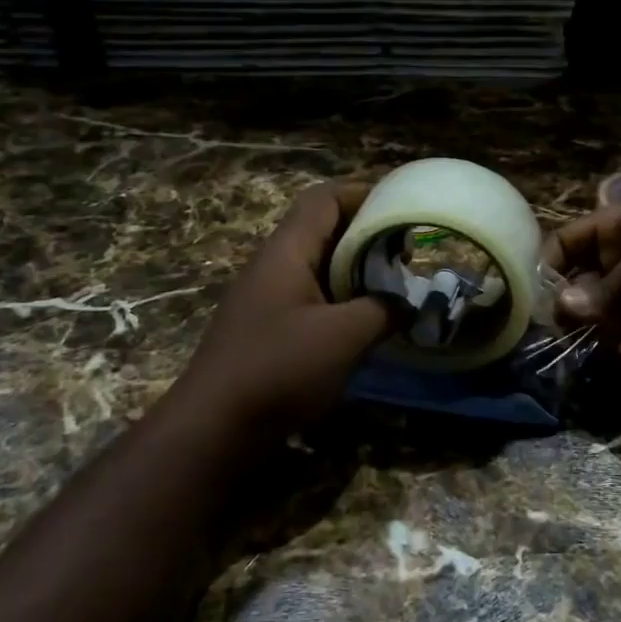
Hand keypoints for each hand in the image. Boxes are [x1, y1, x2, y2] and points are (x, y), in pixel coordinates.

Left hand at [171, 182, 395, 434]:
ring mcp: (270, 298)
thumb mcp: (343, 336)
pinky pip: (315, 297)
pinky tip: (367, 324)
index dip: (364, 193)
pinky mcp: (271, 328)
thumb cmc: (278, 369)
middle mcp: (275, 265)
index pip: (325, 199)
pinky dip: (345, 299)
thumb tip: (407, 304)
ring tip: (394, 287)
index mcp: (287, 252)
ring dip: (358, 270)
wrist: (213, 428)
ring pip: (321, 266)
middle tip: (406, 254)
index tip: (403, 205)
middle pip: (325, 229)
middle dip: (368, 234)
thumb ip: (382, 311)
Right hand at [543, 199, 620, 358]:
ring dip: (595, 331)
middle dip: (571, 305)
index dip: (551, 264)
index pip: (570, 240)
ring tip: (602, 340)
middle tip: (564, 329)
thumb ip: (609, 285)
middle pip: (580, 282)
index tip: (539, 297)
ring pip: (600, 316)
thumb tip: (563, 308)